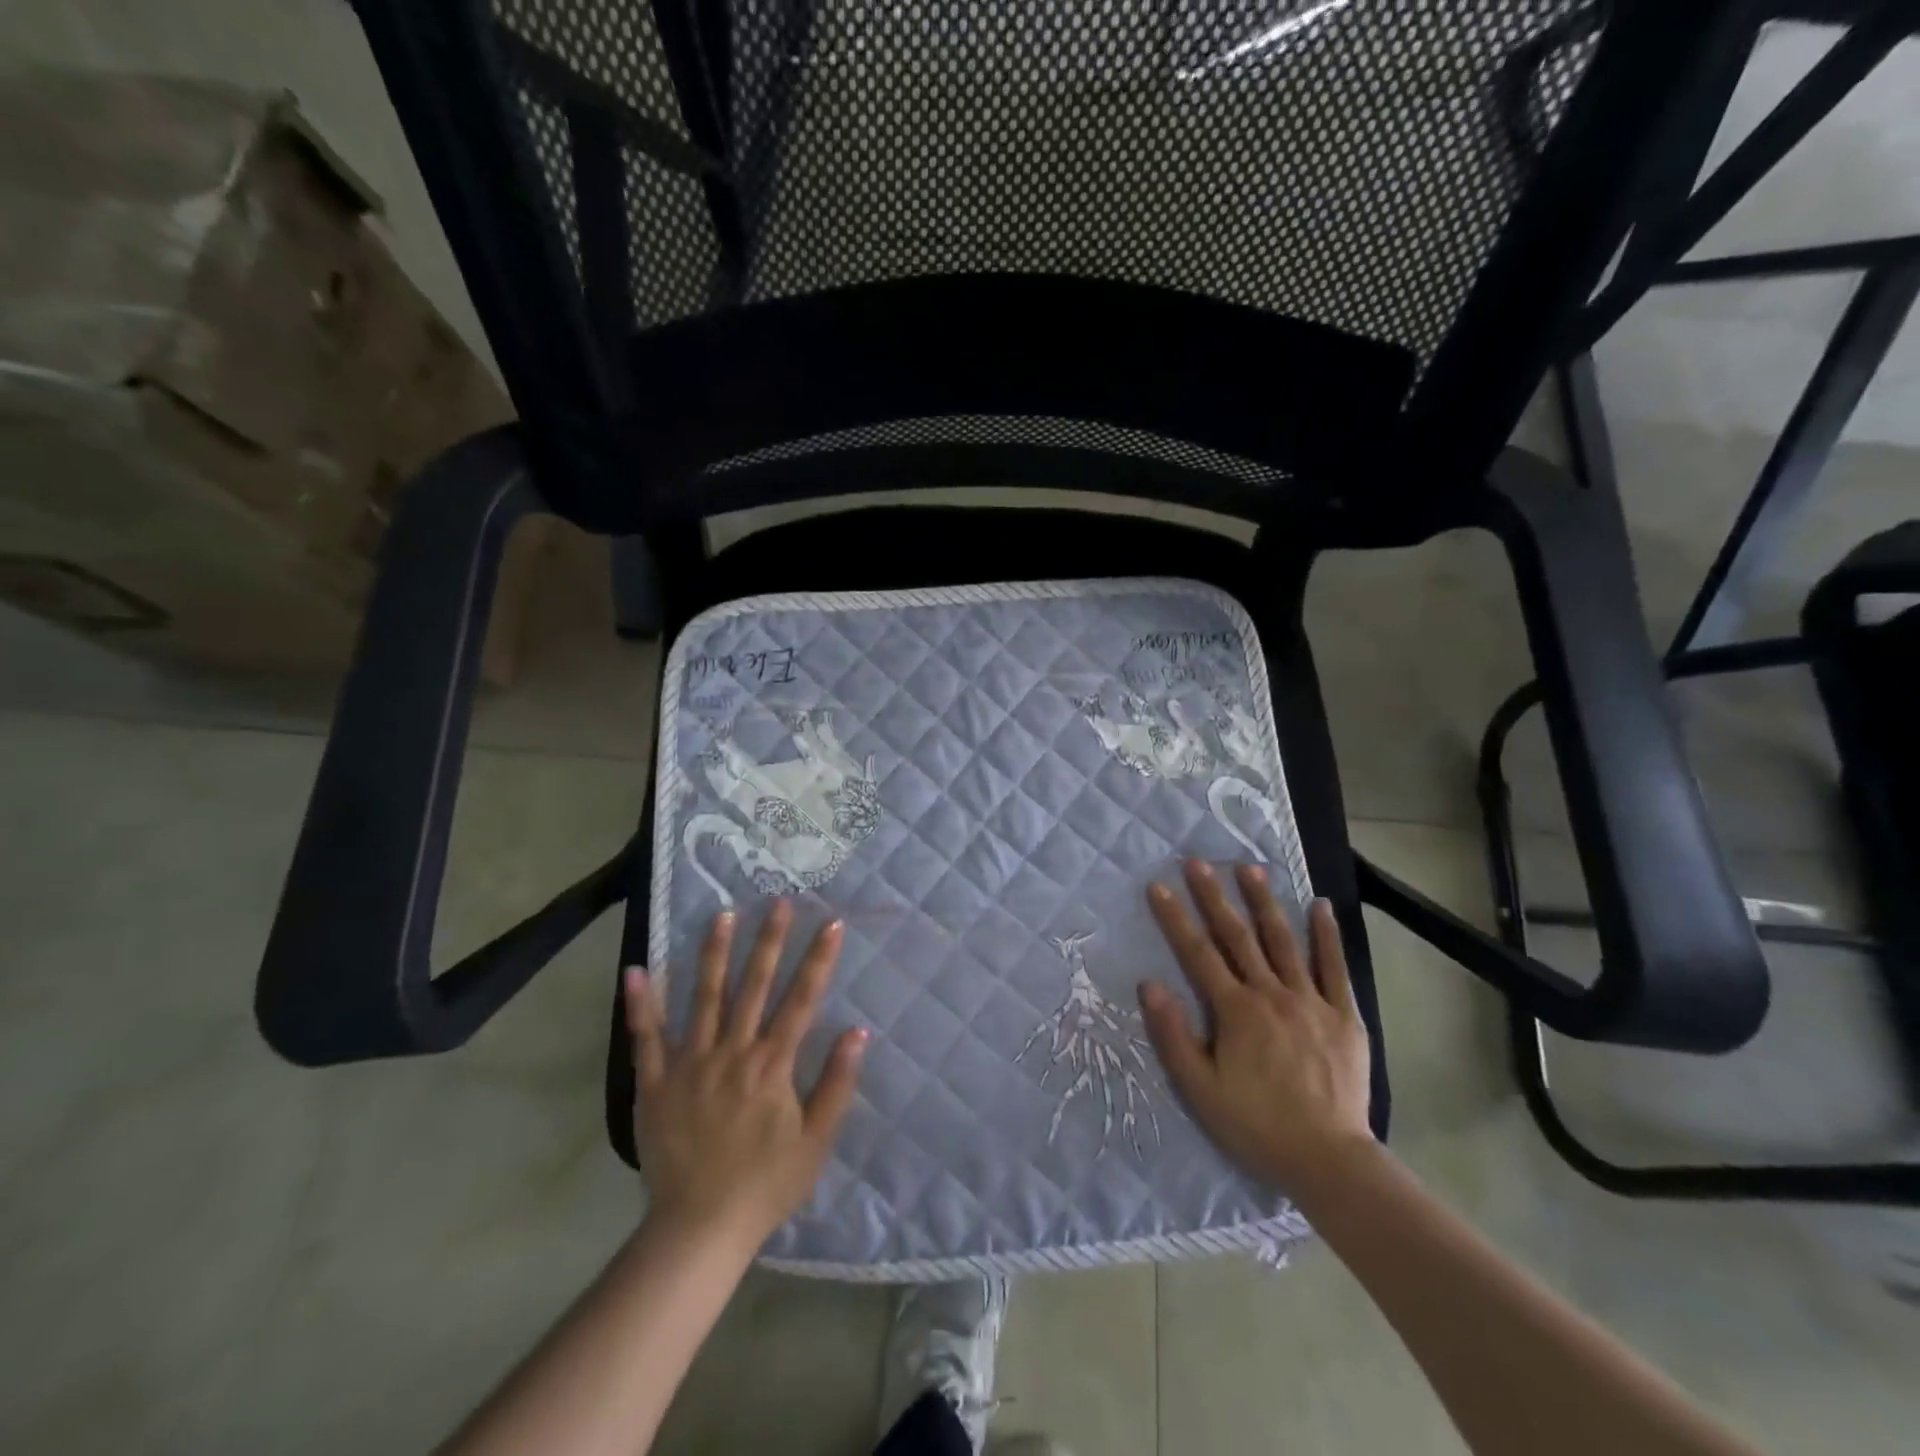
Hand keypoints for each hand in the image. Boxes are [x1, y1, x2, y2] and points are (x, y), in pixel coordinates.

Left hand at [626, 902, 867, 1254]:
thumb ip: (837, 1084)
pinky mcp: (655, 1083)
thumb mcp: (816, 1141)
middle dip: (769, 941)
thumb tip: (857, 1031)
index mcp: (771, 1066)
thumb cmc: (766, 1185)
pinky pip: (646, 1037)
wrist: (699, 1229)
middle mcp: (732, 1052)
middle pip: (753, 986)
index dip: (818, 960)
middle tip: (778, 903)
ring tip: (722, 914)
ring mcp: (689, 1064)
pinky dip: (641, 1004)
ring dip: (713, 953)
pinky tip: (635, 970)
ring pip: (703, 997)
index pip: (801, 1000)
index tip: (831, 923)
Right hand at [1138, 862, 1372, 1194]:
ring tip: (1250, 869)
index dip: (1174, 918)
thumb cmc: (1256, 1125)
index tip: (1158, 886)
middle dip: (1214, 897)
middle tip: (1198, 862)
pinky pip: (1334, 968)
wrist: (1329, 1160)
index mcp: (1235, 1010)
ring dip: (1264, 903)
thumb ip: (1173, 1035)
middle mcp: (1271, 994)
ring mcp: (1311, 1001)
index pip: (1197, 954)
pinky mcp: (1343, 1016)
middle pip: (1238, 936)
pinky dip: (1327, 936)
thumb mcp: (1200, 1089)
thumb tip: (1149, 985)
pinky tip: (1322, 907)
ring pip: (1283, 942)